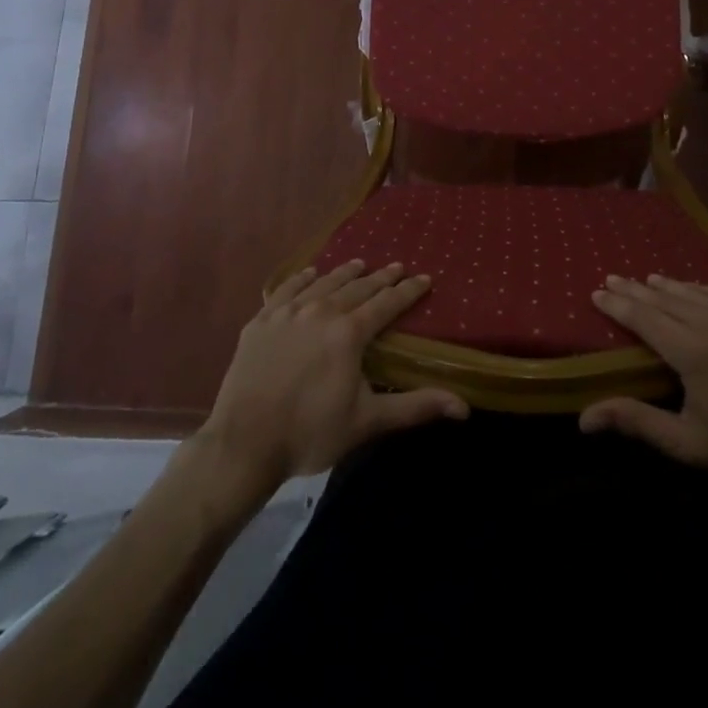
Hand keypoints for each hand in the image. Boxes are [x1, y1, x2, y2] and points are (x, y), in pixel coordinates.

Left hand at [198, 261, 467, 493]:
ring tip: (359, 263)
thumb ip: (415, 407)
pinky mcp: (260, 321)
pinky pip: (286, 289)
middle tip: (396, 266)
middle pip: (357, 287)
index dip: (408, 290)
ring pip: (323, 283)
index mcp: (349, 332)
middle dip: (380, 277)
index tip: (424, 277)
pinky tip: (310, 273)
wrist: (244, 443)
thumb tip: (463, 407)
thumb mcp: (368, 421)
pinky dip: (302, 279)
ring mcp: (287, 313)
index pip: (387, 303)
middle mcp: (321, 311)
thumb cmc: (310, 433)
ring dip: (344, 272)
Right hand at [580, 275, 707, 497]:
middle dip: (636, 289)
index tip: (596, 293)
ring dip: (668, 286)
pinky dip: (703, 292)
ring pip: (697, 292)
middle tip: (613, 278)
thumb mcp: (687, 443)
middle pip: (667, 298)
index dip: (618, 305)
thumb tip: (584, 419)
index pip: (645, 318)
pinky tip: (694, 291)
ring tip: (647, 280)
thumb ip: (636, 422)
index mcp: (694, 351)